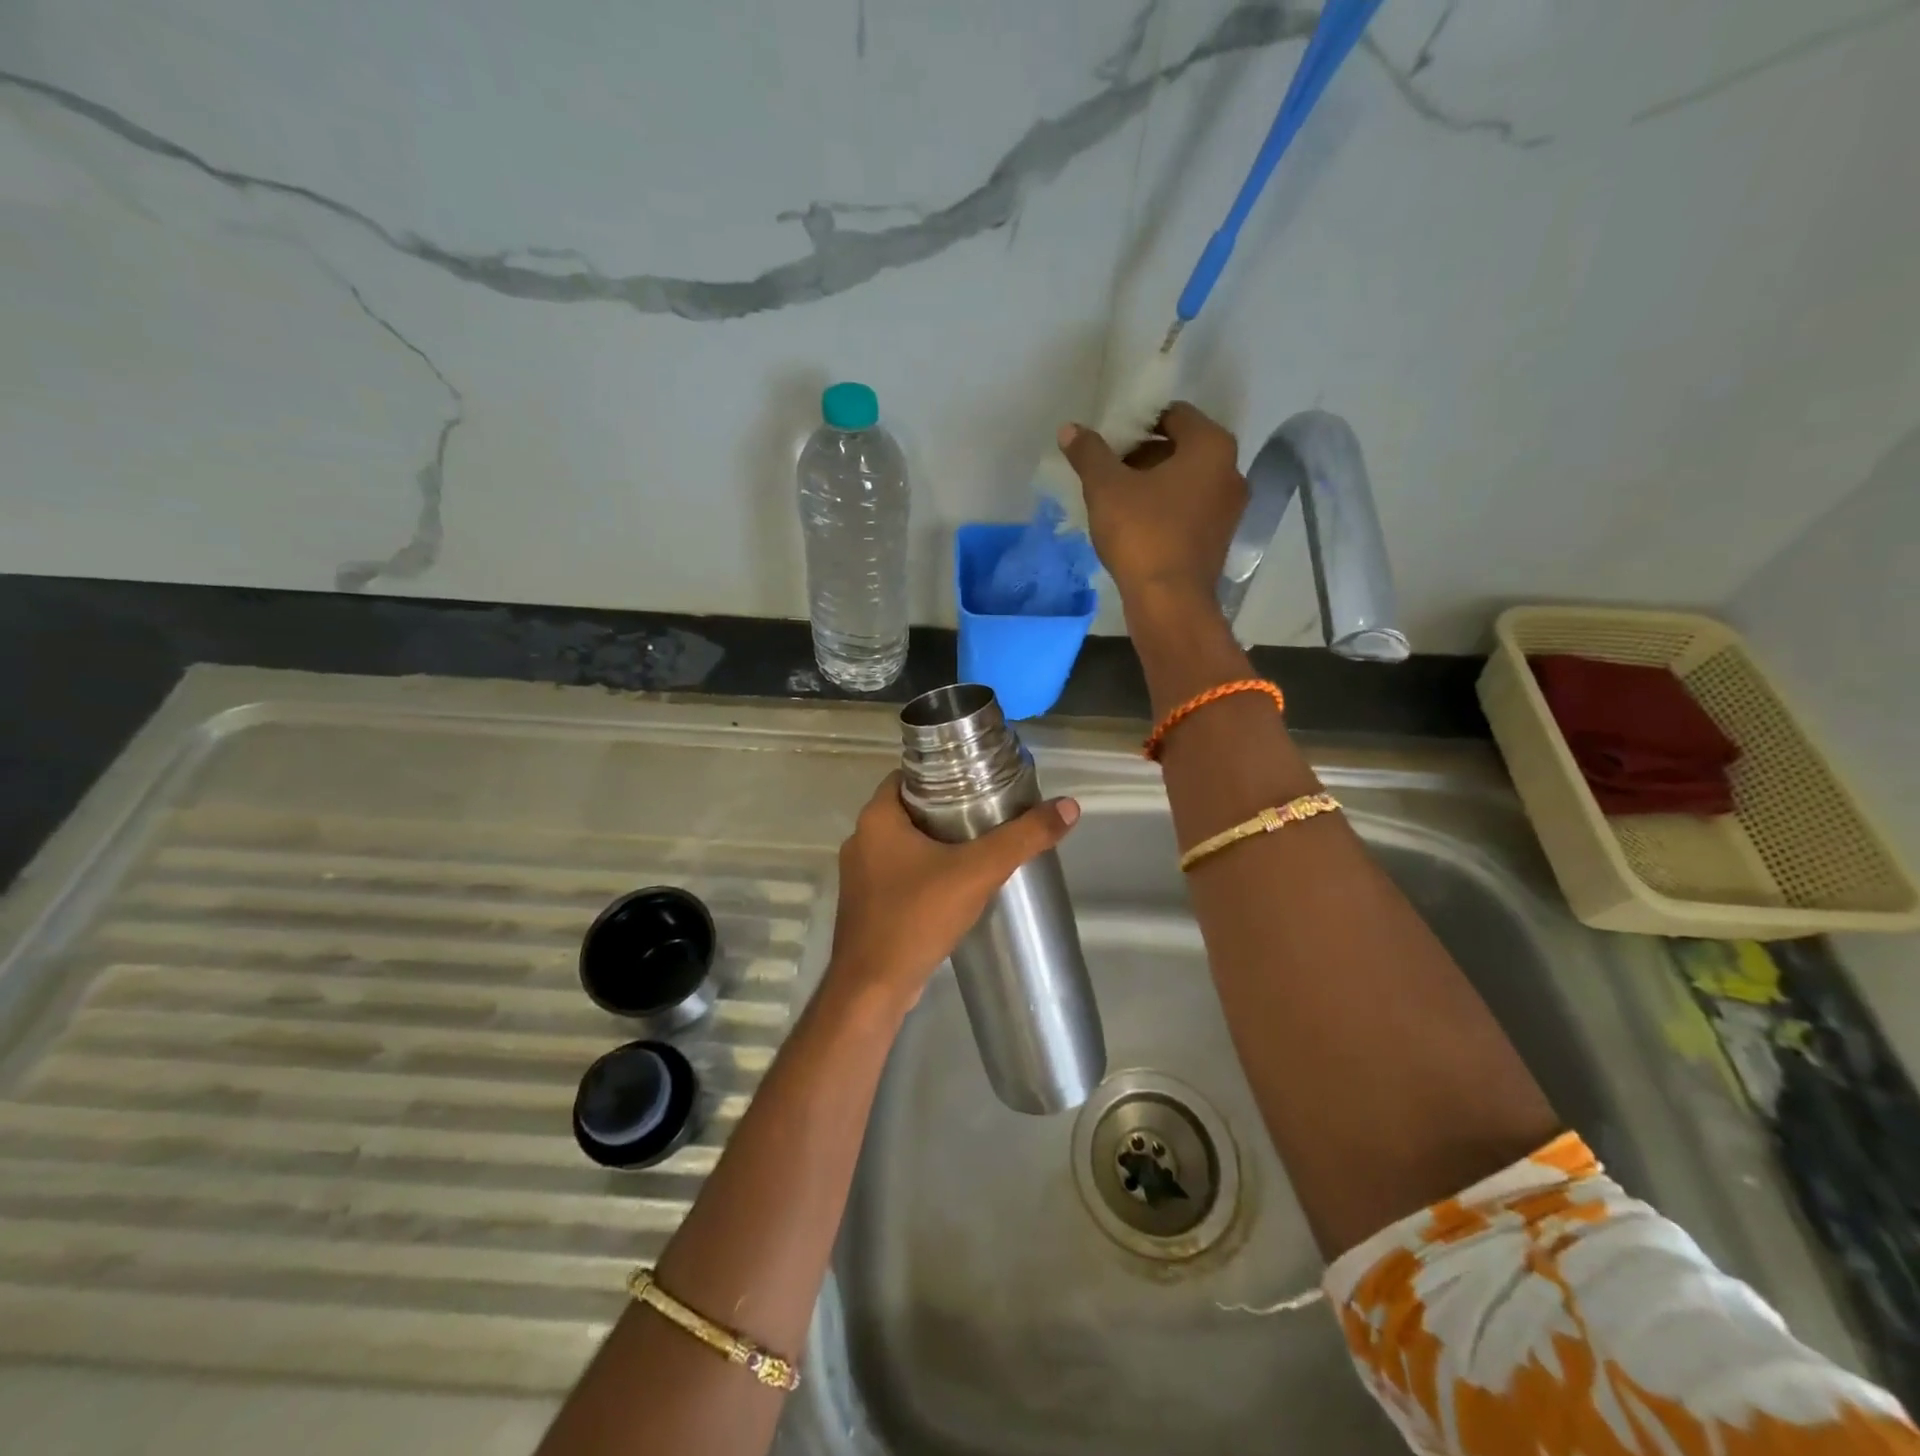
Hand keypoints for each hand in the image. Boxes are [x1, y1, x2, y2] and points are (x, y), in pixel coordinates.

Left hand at [825, 770, 1079, 1010]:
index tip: (978, 780)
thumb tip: (1068, 807)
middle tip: (989, 813)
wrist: (873, 989)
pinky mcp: (867, 905)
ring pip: (904, 844)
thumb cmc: (917, 917)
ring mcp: (860, 876)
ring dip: (936, 843)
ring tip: (979, 847)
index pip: (909, 775)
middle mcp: (861, 840)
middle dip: (947, 809)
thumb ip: (1023, 838)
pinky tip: (955, 886)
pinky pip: (899, 875)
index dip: (943, 773)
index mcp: (876, 818)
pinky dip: (925, 872)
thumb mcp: (978, 872)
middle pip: (909, 809)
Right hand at [1057, 402, 1246, 607]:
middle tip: (1110, 469)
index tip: (1111, 440)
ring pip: (1187, 481)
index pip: (1174, 415)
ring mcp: (1230, 509)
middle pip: (1182, 448)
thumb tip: (1070, 429)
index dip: (1139, 423)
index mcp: (1211, 446)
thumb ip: (1089, 453)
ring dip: (1155, 484)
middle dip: (1145, 454)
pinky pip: (1190, 510)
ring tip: (1117, 499)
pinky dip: (1167, 509)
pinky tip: (1137, 525)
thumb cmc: (1142, 533)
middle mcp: (1231, 471)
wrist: (1169, 602)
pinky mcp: (1219, 540)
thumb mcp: (1106, 488)